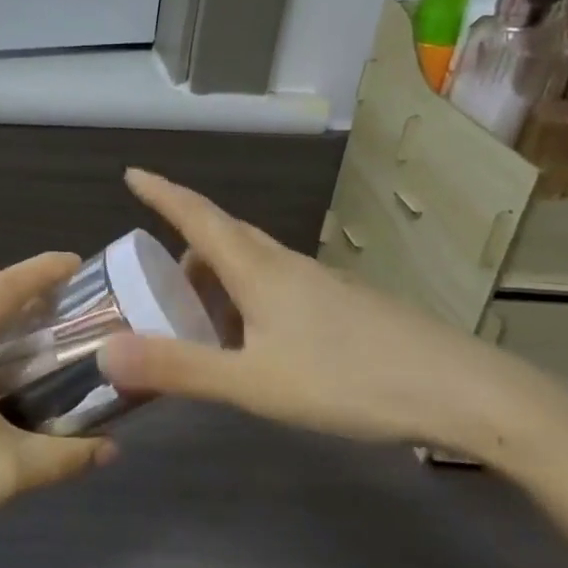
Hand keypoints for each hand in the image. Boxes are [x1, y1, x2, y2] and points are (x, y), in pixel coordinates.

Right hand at [99, 169, 567, 463]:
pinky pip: (278, 289)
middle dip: (184, 247)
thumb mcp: (252, 383)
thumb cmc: (348, 380)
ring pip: (253, 267)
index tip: (132, 174)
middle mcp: (287, 266)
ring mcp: (321, 285)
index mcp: (258, 271)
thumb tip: (104, 353)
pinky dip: (248, 302)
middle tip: (154, 277)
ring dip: (216, 281)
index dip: (162, 194)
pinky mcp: (344, 308)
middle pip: (224, 238)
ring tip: (197, 323)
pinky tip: (254, 346)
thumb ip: (178, 368)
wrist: (463, 393)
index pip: (198, 216)